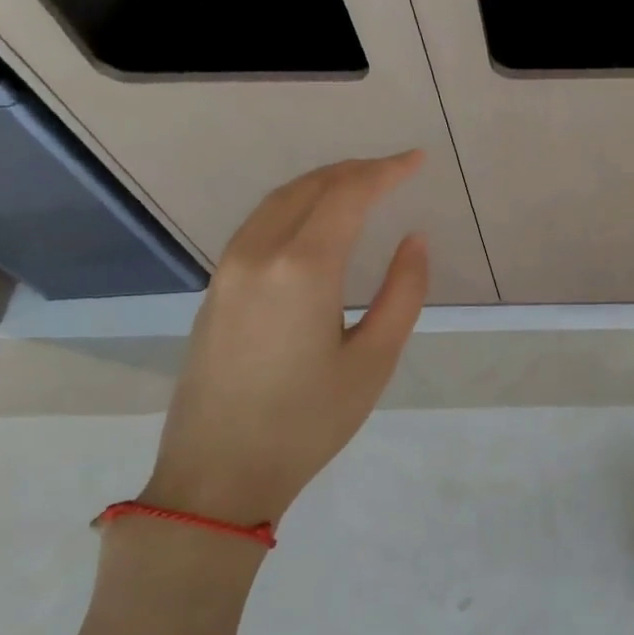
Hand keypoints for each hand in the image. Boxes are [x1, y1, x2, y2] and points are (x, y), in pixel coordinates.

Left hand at [140, 152, 428, 526]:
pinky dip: (295, 206)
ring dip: (322, 183)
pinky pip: (258, 225)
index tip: (417, 160)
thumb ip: (403, 293)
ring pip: (277, 201)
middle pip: (309, 188)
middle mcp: (258, 254)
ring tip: (361, 184)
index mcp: (303, 269)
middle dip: (355, 170)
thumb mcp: (374, 360)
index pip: (348, 195)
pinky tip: (315, 221)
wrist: (219, 473)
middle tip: (395, 168)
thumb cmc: (309, 421)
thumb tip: (414, 241)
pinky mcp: (216, 290)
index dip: (386, 171)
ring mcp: (228, 270)